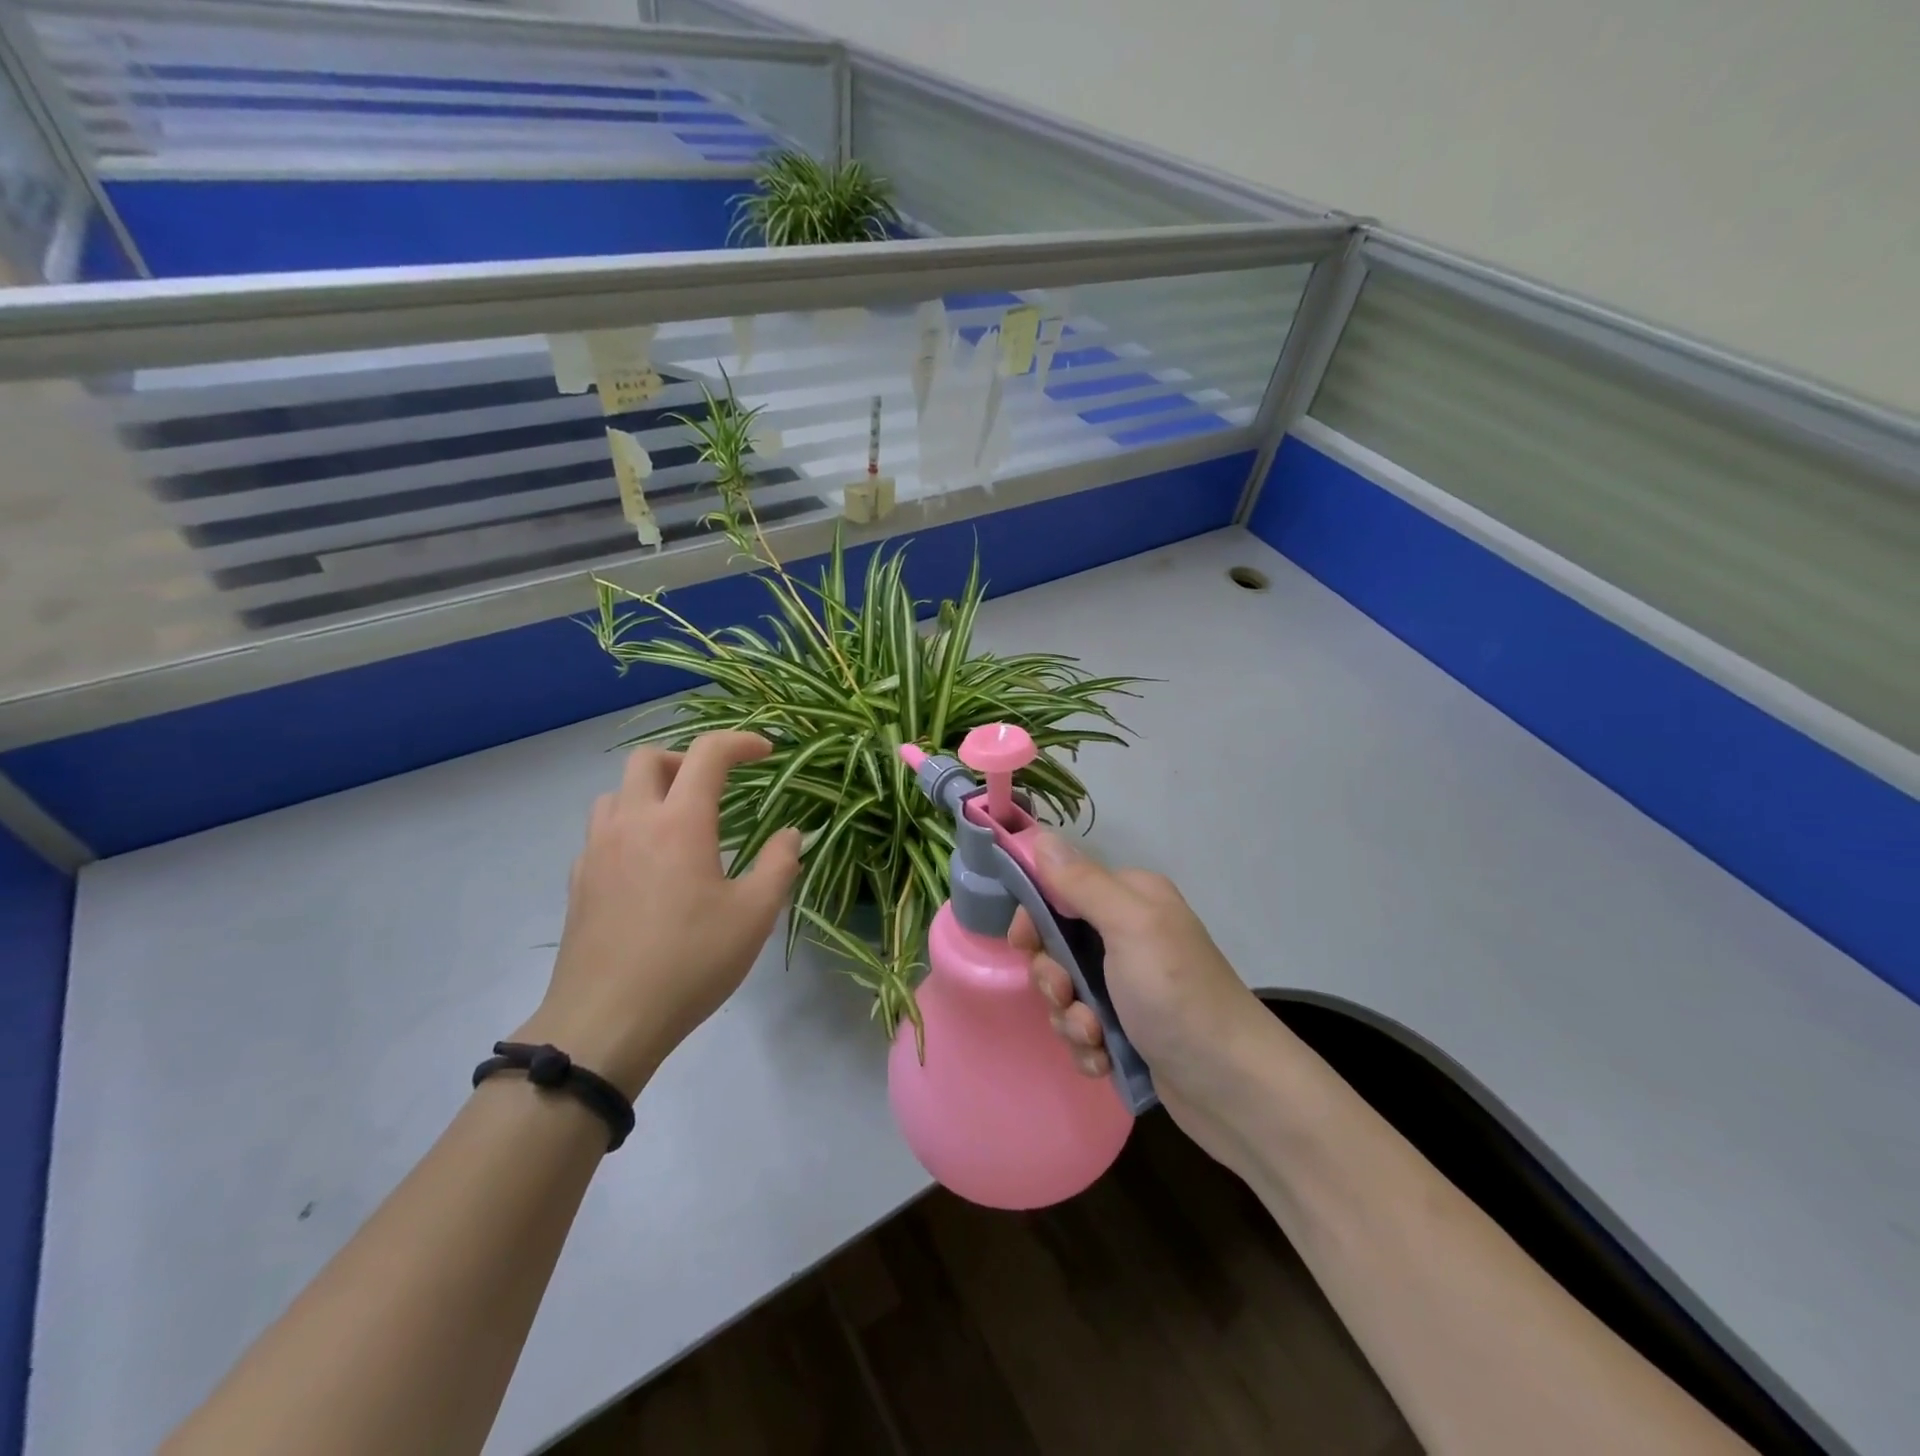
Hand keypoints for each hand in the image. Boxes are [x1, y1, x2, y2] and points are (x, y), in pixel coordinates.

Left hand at [516, 732, 801, 1097]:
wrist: (606, 1021)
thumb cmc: (690, 962)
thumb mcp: (754, 915)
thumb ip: (779, 865)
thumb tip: (791, 835)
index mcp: (679, 822)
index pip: (707, 754)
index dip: (740, 743)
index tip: (766, 753)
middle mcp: (632, 822)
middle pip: (649, 759)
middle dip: (687, 760)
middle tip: (715, 787)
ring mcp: (597, 850)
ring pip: (617, 792)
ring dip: (651, 791)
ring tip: (679, 823)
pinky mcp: (578, 881)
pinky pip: (601, 831)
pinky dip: (628, 826)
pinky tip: (647, 865)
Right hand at [1014, 834, 1273, 1161]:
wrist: (1232, 1087)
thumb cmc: (1177, 994)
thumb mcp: (1130, 927)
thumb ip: (1082, 883)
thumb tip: (1042, 835)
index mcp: (1130, 899)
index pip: (1060, 888)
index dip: (1035, 915)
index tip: (1024, 943)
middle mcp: (1128, 935)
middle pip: (1057, 944)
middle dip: (1053, 977)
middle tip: (1067, 995)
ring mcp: (1128, 985)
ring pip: (1065, 991)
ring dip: (1070, 1017)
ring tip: (1094, 1036)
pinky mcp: (1127, 1029)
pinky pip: (1081, 1028)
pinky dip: (1086, 1045)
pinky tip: (1103, 1059)